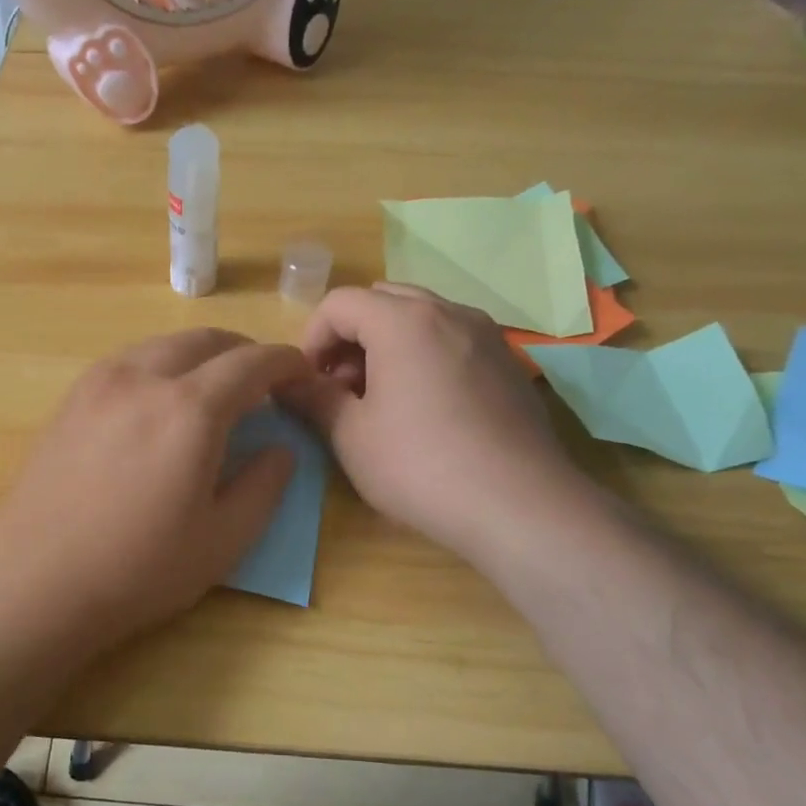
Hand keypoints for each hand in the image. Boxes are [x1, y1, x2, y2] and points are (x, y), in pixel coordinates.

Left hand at [0, 329, 309, 644]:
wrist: (35, 582)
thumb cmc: (138, 569)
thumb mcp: (222, 540)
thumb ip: (264, 486)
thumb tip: (281, 448)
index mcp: (189, 410)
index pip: (251, 363)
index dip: (284, 362)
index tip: (302, 373)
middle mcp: (144, 377)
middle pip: (206, 340)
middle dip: (243, 351)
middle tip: (262, 382)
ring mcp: (100, 382)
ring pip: (163, 344)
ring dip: (200, 355)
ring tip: (213, 389)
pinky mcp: (72, 397)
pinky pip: (129, 360)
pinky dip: (161, 365)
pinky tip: (160, 401)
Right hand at [280, 285, 587, 560]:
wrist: (520, 505)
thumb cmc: (421, 466)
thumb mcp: (351, 436)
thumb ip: (313, 397)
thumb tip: (285, 381)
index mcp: (403, 320)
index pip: (340, 303)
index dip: (312, 338)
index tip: (309, 381)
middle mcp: (448, 312)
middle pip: (382, 300)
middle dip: (351, 336)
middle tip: (342, 387)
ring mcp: (486, 334)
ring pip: (422, 317)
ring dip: (388, 343)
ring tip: (382, 398)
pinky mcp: (509, 363)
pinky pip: (453, 339)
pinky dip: (425, 355)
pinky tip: (426, 407)